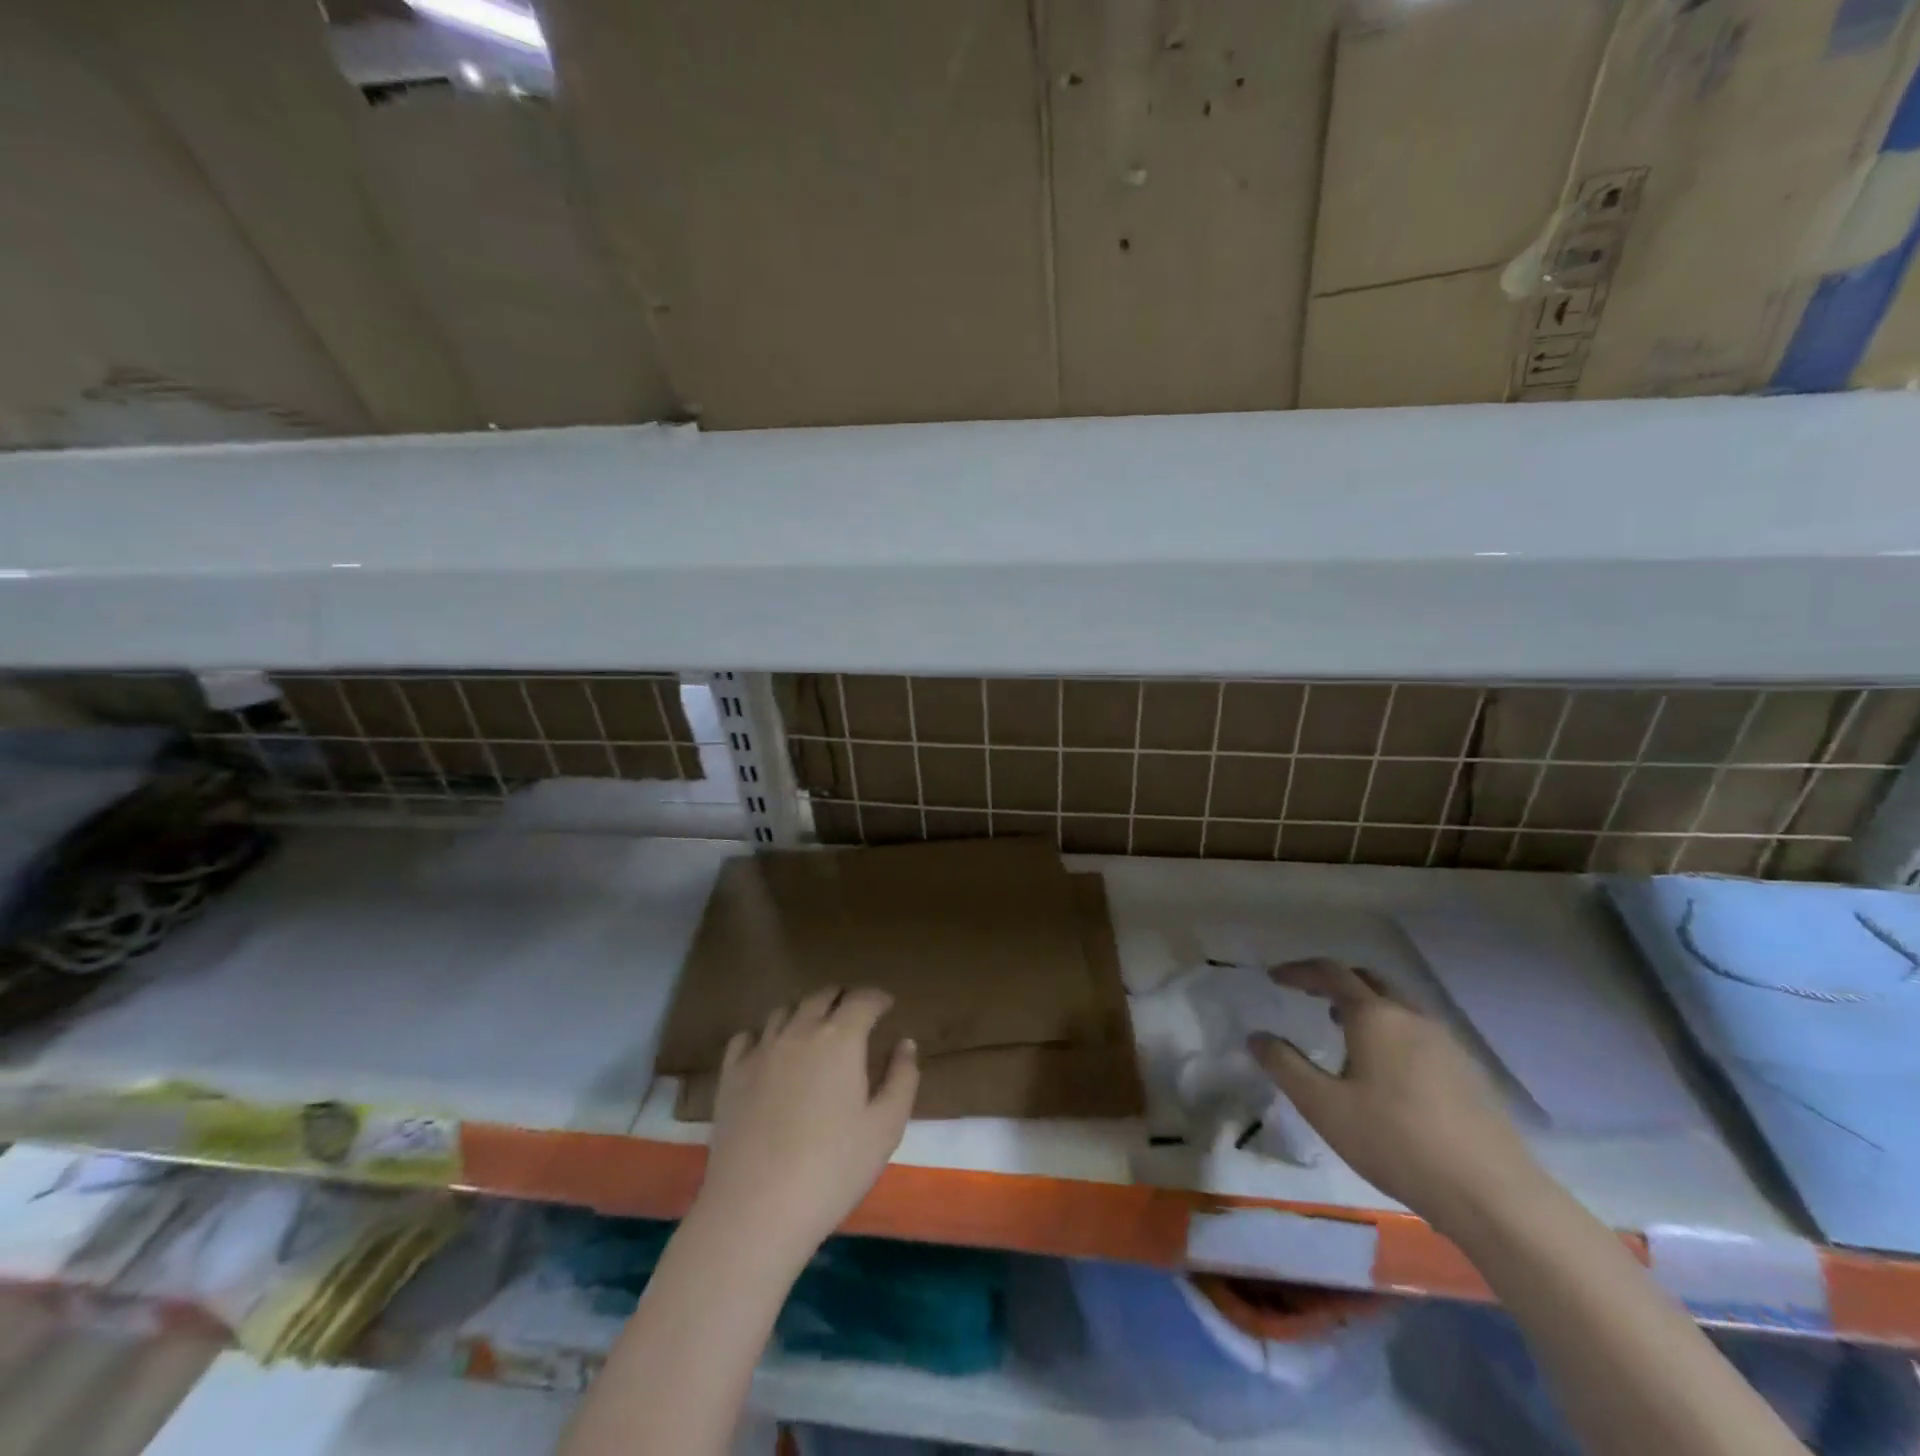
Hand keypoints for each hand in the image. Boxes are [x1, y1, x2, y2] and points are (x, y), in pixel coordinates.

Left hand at [690, 986, 918, 1268]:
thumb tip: (905, 1043)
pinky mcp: (731, 1075)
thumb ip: (902, 1078)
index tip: (887, 1005)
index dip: (878, 998)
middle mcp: (799, 1031)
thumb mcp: (886, 1128)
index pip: (862, 1000)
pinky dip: (764, 1034)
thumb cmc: (832, 1169)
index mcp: (841, 1039)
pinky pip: (747, 1037)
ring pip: (785, 1011)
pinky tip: (769, 1050)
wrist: (756, 1210)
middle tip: (855, 1013)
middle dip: (843, 998)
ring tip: (815, 1028)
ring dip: (805, 1011)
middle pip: (822, 996)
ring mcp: (760, 1051)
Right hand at [1247, 959, 1546, 1236]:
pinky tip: (1386, 1071)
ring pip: (1398, 1006)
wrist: (1493, 1195)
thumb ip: (1285, 1066)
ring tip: (1343, 1032)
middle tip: (1309, 996)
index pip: (1331, 973)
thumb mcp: (1323, 1106)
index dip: (1300, 971)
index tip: (1276, 978)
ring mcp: (1446, 1043)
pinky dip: (1391, 1031)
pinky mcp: (1468, 1072)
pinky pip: (1419, 1032)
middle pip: (1369, 980)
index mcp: (1374, 1016)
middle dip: (1335, 981)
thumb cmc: (1395, 1142)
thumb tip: (1256, 1037)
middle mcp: (1411, 1017)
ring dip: (1366, 1007)